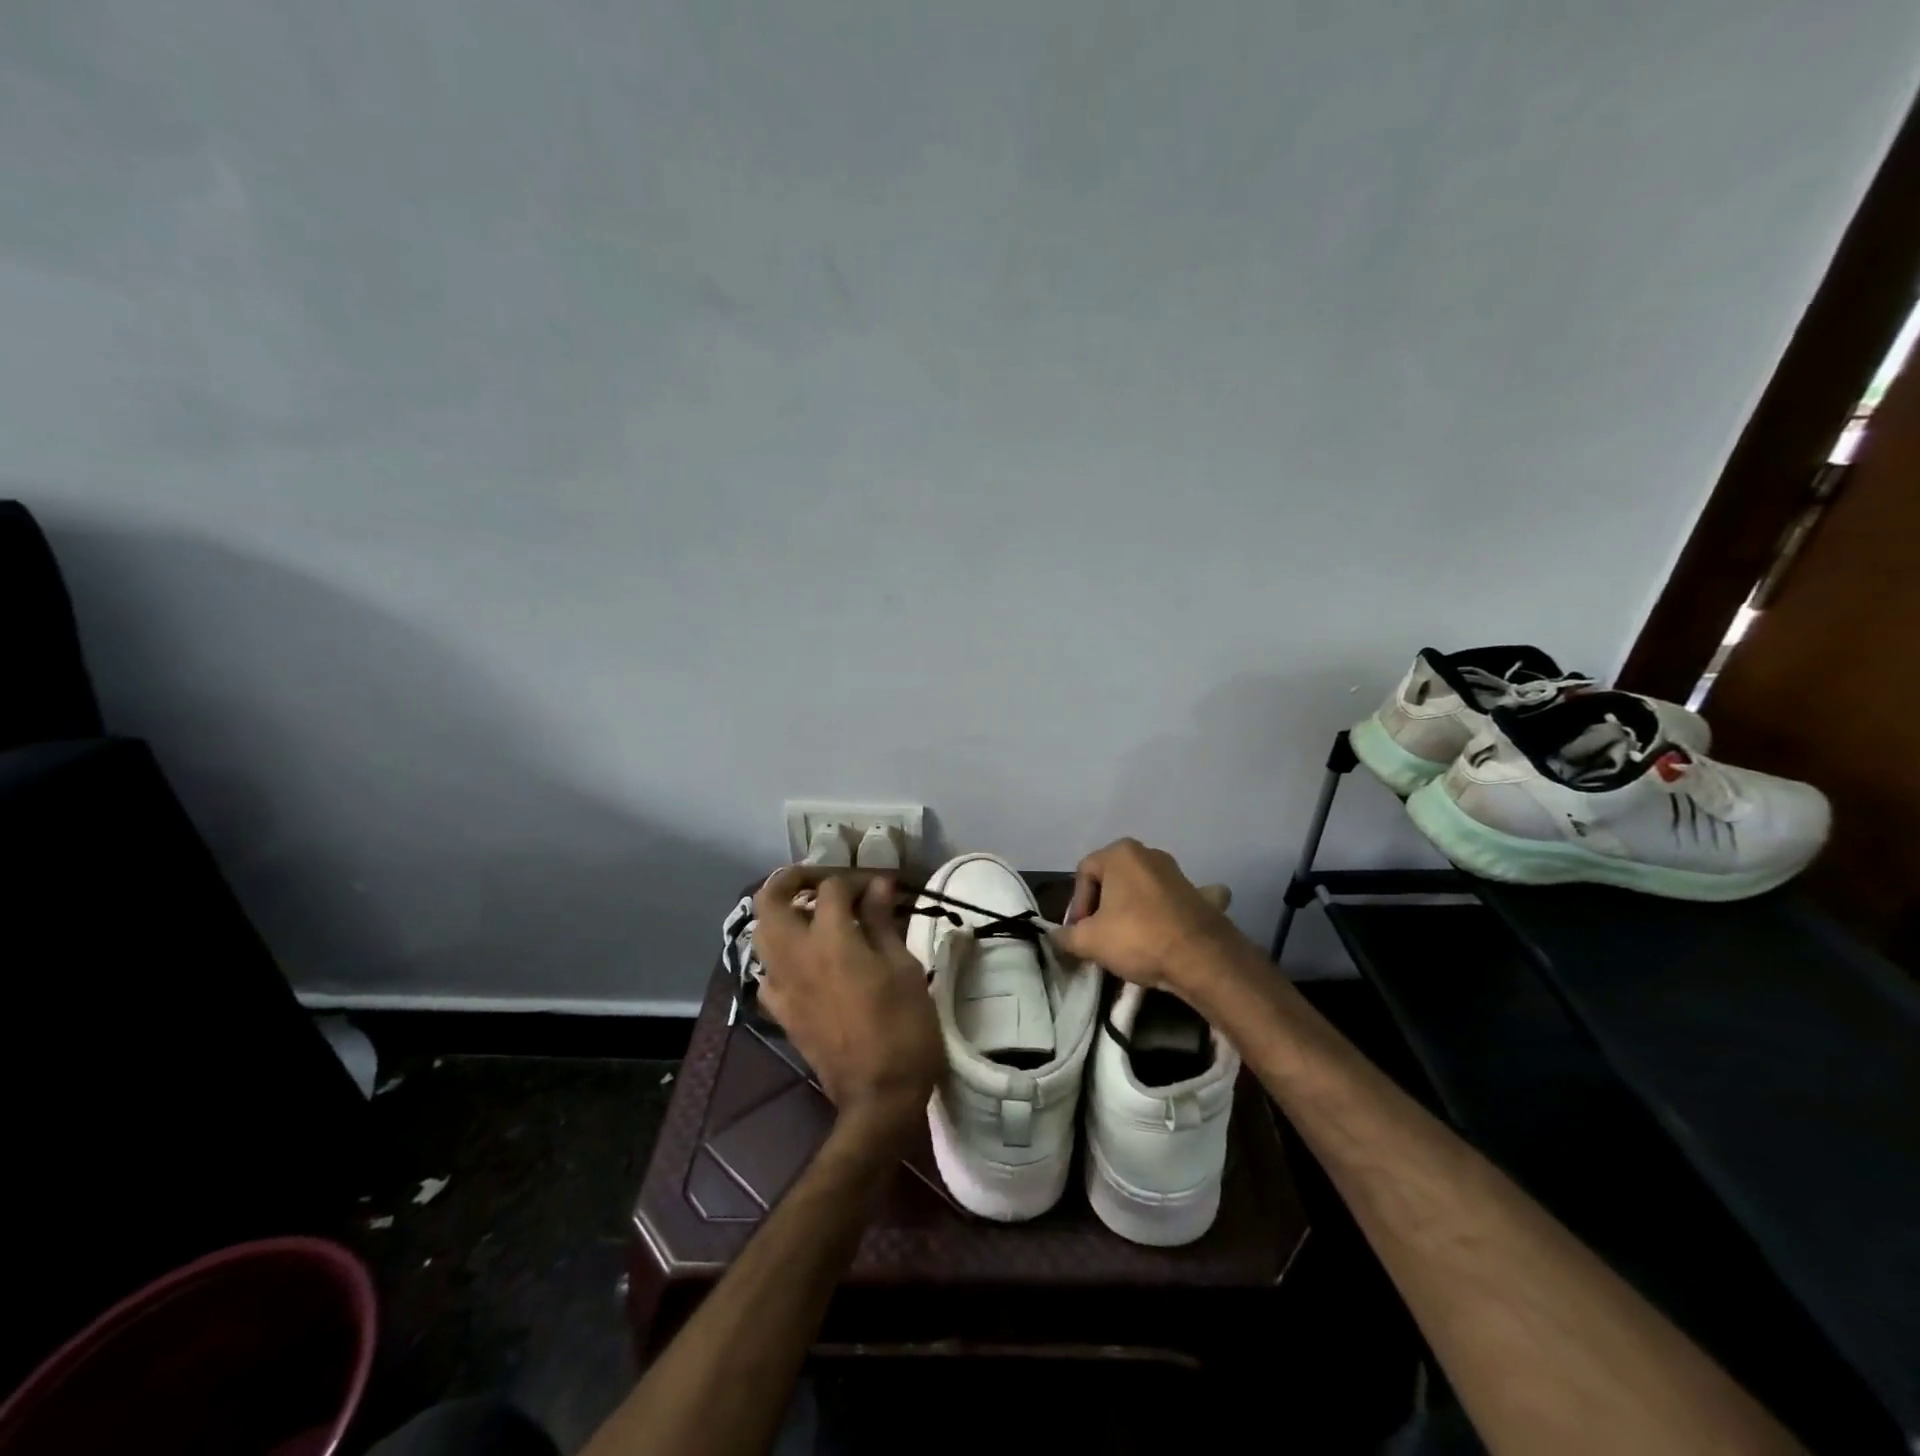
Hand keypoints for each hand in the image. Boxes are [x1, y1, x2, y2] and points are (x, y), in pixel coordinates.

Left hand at [753, 867, 943, 1151]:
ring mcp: (782, 985)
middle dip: (793, 880)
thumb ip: (882, 923)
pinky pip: (768, 971)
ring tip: (814, 915)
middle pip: (772, 899)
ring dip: (782, 913)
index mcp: (830, 940)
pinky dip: (781, 955)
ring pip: (762, 932)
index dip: (855, 879)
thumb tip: (877, 886)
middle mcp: (795, 956)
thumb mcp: (903, 968)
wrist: (878, 1097)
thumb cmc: (902, 1028)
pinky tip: (806, 960)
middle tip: (823, 882)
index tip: (879, 886)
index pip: (831, 888)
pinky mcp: (780, 1012)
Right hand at [1052, 839, 1239, 996]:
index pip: (1084, 874)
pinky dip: (1174, 909)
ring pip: (1145, 888)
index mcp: (1120, 853)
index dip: (1077, 904)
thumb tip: (1055, 936)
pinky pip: (1180, 899)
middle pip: (1114, 879)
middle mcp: (1150, 854)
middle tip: (1100, 936)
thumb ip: (1066, 936)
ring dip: (1133, 907)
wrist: (1202, 959)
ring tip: (1130, 939)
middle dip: (1103, 905)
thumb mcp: (1089, 941)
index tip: (1079, 932)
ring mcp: (1179, 873)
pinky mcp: (1202, 896)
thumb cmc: (1137, 938)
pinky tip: (1174, 925)